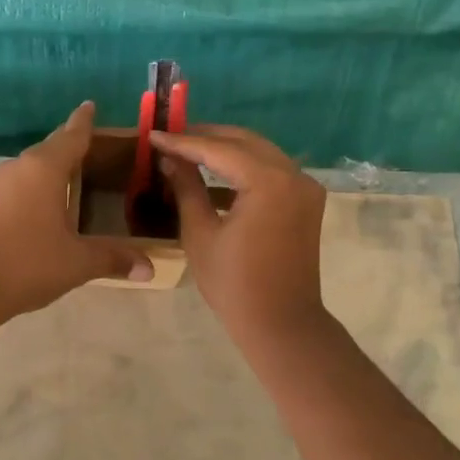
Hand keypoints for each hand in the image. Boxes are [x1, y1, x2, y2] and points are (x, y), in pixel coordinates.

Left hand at [0, 103, 153, 319]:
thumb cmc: (26, 262)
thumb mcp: (77, 262)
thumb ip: (112, 259)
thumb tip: (149, 269)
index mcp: (45, 168)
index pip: (71, 136)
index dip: (84, 121)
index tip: (90, 104)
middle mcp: (20, 168)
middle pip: (50, 148)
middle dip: (71, 144)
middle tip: (94, 145)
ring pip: (32, 167)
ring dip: (52, 167)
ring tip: (74, 174)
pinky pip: (20, 184)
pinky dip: (38, 186)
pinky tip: (46, 204)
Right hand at [151, 125, 328, 346]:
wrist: (281, 324)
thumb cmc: (234, 284)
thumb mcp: (200, 233)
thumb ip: (186, 188)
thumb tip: (169, 159)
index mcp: (268, 181)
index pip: (219, 149)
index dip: (183, 142)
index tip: (153, 135)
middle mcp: (294, 174)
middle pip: (244, 142)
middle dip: (206, 137)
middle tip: (170, 138)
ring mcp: (305, 187)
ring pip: (260, 153)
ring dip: (225, 150)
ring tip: (187, 152)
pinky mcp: (306, 202)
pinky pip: (271, 171)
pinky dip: (244, 168)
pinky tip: (214, 176)